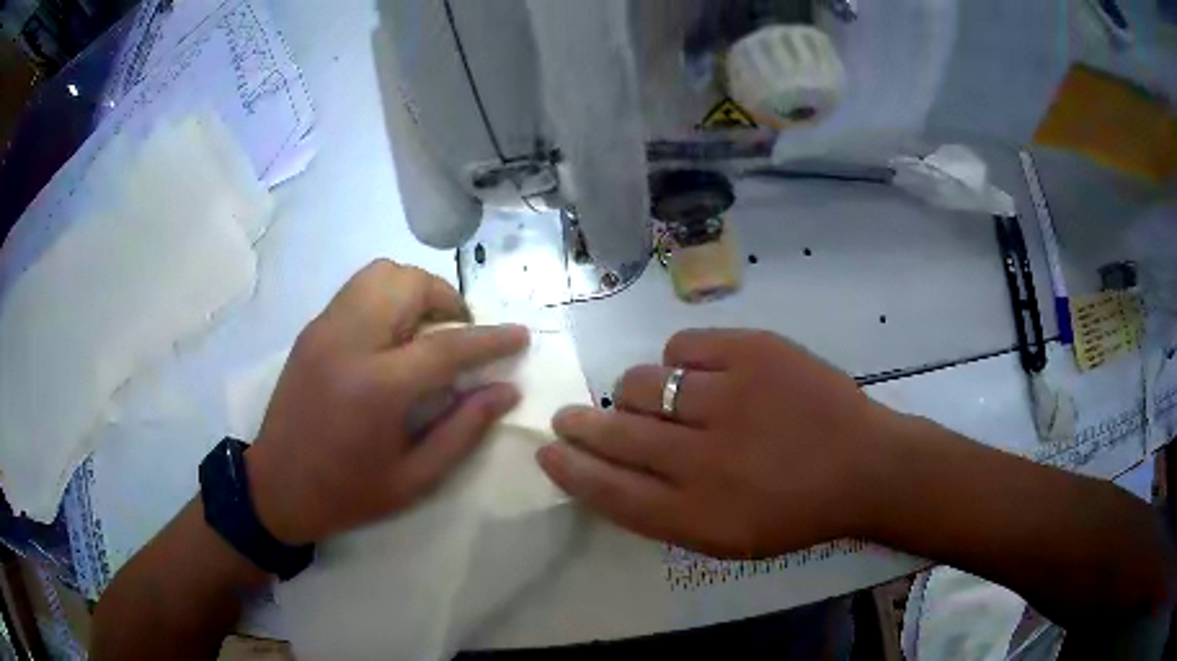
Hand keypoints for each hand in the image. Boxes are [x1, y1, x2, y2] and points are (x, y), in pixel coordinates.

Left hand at [246, 260, 528, 544]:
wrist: (275, 487)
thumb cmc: (347, 493)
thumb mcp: (415, 479)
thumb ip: (464, 430)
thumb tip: (506, 391)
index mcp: (377, 387)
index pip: (447, 345)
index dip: (491, 338)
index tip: (520, 335)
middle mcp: (348, 342)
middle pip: (409, 285)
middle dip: (448, 300)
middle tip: (461, 334)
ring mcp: (325, 329)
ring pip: (381, 274)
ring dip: (416, 291)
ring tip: (428, 328)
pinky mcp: (312, 329)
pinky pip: (359, 289)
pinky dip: (388, 296)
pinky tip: (393, 334)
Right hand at [538, 329, 902, 558]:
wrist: (864, 465)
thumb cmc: (795, 512)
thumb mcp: (726, 538)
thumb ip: (663, 511)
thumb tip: (609, 472)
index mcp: (696, 513)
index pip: (608, 490)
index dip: (571, 469)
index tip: (547, 451)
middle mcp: (703, 457)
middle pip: (616, 435)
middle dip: (580, 425)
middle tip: (568, 417)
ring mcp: (729, 397)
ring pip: (642, 383)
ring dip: (635, 394)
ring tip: (653, 399)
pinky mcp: (753, 352)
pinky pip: (682, 347)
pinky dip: (679, 361)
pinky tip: (697, 374)